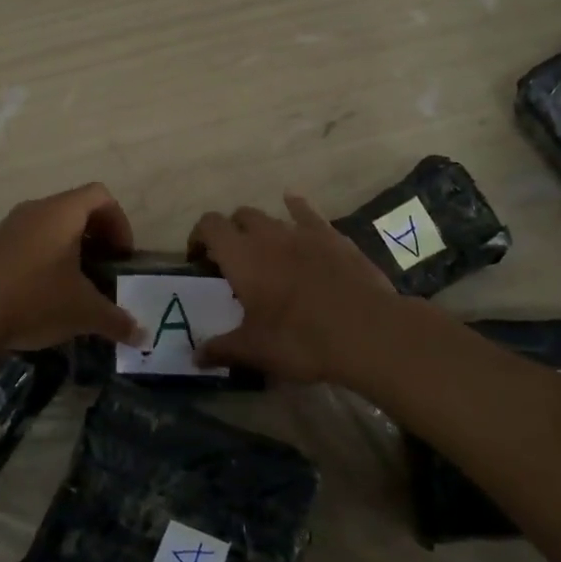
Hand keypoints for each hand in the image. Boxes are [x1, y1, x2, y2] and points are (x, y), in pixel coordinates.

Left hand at [0, 183, 143, 351]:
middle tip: (105, 270)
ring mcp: (9, 227)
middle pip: (76, 208)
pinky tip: (45, 294)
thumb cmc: (35, 299)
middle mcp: (35, 210)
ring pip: (50, 226)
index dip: (119, 222)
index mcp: (61, 212)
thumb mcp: (83, 312)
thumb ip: (116, 320)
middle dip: (96, 237)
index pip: (100, 196)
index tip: (121, 256)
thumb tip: (143, 337)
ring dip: (70, 249)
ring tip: (77, 285)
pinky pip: (29, 242)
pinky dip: (46, 258)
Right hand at [187, 193, 395, 384]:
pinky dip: (296, 208)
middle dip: (231, 232)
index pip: (209, 226)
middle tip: (232, 262)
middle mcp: (267, 234)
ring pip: (271, 216)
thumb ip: (221, 349)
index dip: (199, 236)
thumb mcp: (255, 350)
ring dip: (261, 228)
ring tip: (264, 251)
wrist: (366, 330)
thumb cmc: (300, 339)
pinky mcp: (332, 235)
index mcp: (241, 256)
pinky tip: (294, 205)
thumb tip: (194, 356)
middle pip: (239, 216)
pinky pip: (307, 212)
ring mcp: (302, 231)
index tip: (198, 259)